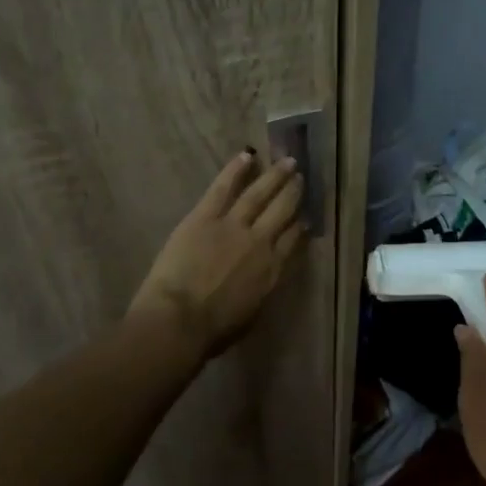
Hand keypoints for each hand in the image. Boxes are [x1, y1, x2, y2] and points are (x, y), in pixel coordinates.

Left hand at [129, 151, 305, 358]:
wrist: (180, 321)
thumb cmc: (213, 331)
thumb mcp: (251, 314)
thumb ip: (262, 289)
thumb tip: (265, 276)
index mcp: (272, 270)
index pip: (293, 240)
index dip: (300, 224)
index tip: (305, 215)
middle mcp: (260, 242)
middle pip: (283, 211)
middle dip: (293, 193)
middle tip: (301, 177)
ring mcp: (234, 225)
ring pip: (260, 194)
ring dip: (275, 176)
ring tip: (288, 161)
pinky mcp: (206, 216)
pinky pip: (224, 187)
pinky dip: (236, 170)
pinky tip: (247, 155)